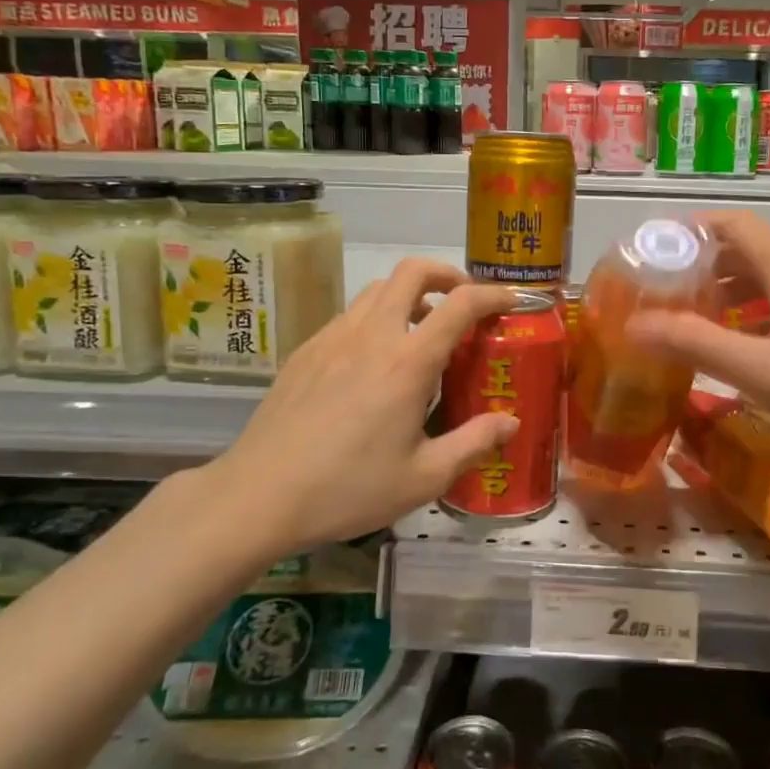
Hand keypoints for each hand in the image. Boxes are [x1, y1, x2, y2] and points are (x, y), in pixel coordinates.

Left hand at [200, 259, 520, 553]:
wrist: (258, 496)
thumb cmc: (348, 489)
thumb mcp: (424, 477)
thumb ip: (473, 443)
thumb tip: (511, 422)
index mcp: (407, 362)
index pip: (460, 304)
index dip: (493, 295)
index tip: (512, 301)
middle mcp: (371, 335)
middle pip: (412, 272)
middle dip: (447, 275)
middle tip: (464, 302)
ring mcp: (333, 337)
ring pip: (378, 289)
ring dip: (410, 294)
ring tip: (423, 330)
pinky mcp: (306, 350)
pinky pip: (351, 315)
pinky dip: (377, 317)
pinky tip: (375, 361)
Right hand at [630, 211, 769, 450]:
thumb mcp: (765, 371)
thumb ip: (697, 346)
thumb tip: (634, 324)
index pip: (726, 223)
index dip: (685, 232)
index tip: (649, 257)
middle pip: (742, 248)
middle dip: (698, 268)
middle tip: (661, 299)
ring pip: (765, 276)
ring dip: (726, 293)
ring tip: (693, 324)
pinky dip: (754, 313)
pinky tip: (746, 349)